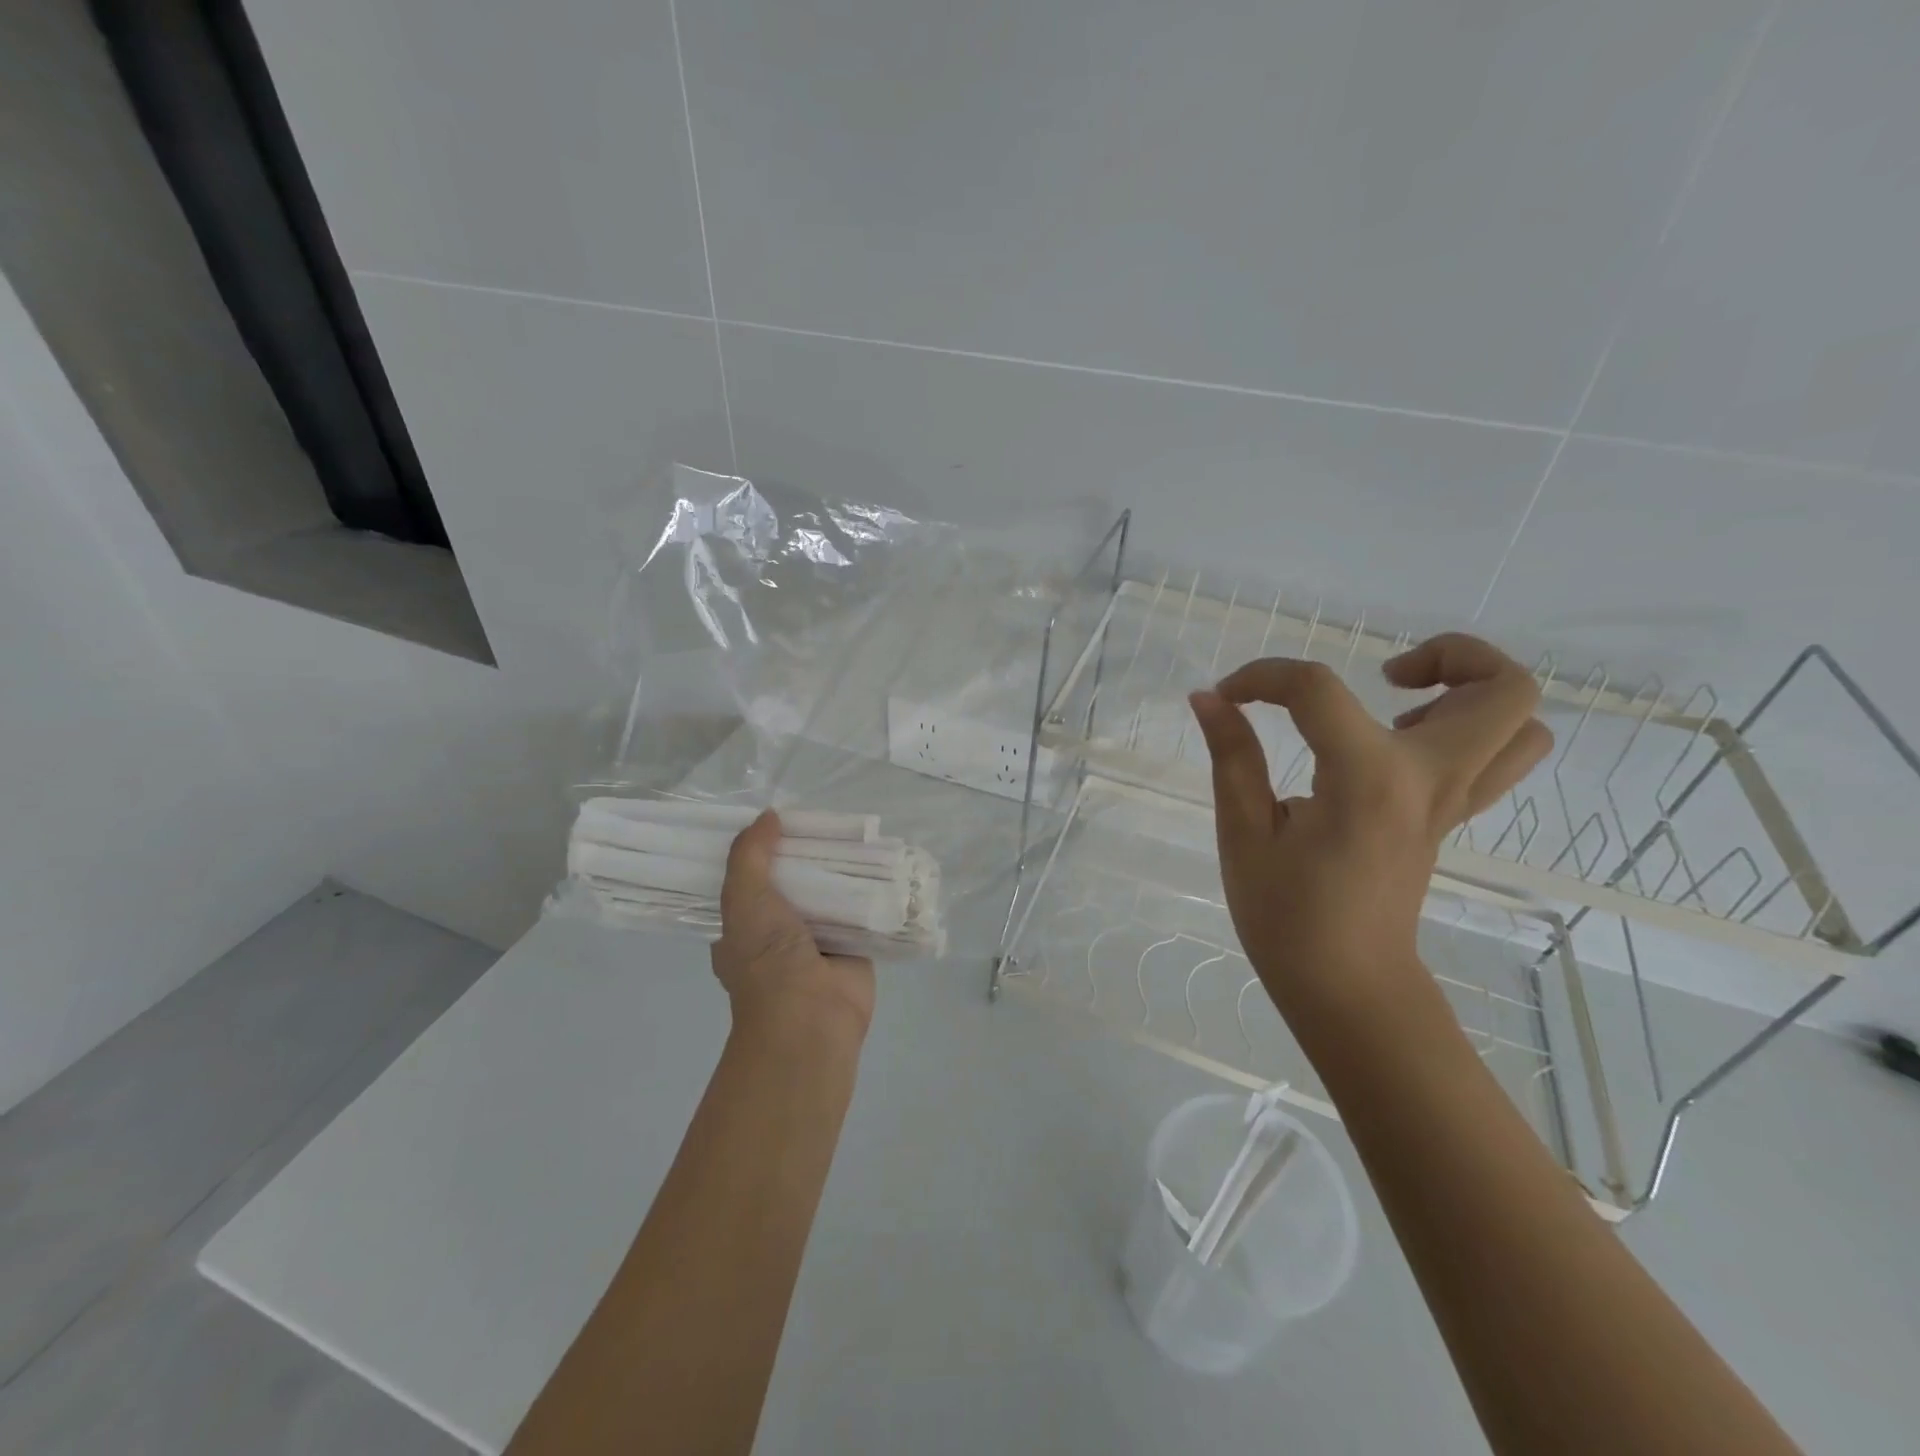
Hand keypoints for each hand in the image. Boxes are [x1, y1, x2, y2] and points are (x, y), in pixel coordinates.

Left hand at [713, 811, 875, 1041]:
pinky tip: (884, 860)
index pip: (749, 877)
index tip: (778, 816)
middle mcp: (780, 929)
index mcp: (744, 923)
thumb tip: (769, 816)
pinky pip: (862, 908)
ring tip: (857, 830)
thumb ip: (750, 855)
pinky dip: (872, 888)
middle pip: (794, 879)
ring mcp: (818, 937)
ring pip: (830, 891)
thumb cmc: (765, 959)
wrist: (810, 1017)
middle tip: (826, 818)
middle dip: (807, 853)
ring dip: (842, 868)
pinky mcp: (854, 944)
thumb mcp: (742, 899)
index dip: (762, 847)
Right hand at [1188, 634, 1550, 1011]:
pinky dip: (1469, 732)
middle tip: (1381, 677)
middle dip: (1448, 656)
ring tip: (1398, 708)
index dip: (1262, 678)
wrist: (1346, 985)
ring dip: (1469, 694)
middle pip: (1501, 688)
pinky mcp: (1451, 818)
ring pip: (1522, 723)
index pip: (1317, 690)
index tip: (1228, 696)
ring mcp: (1453, 802)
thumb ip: (1232, 756)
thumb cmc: (1285, 916)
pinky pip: (1500, 759)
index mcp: (1365, 780)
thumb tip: (1209, 698)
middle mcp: (1428, 781)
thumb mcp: (1243, 834)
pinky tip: (1402, 744)